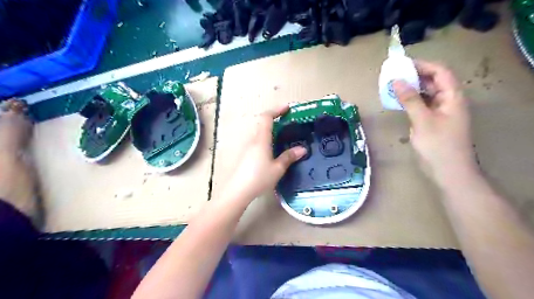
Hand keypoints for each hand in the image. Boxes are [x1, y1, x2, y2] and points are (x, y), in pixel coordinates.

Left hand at [223, 104, 306, 200]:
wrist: (238, 190)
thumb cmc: (259, 178)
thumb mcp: (277, 168)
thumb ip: (289, 157)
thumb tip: (302, 149)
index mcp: (261, 139)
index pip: (266, 117)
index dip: (276, 110)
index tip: (287, 108)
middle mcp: (253, 140)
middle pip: (262, 123)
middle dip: (275, 119)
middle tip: (288, 123)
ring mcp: (247, 147)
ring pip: (259, 133)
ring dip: (271, 130)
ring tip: (283, 136)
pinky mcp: (245, 155)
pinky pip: (257, 141)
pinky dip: (266, 139)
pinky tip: (273, 150)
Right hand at [391, 60, 479, 186]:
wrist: (448, 172)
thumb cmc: (438, 146)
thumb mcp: (423, 121)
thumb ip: (410, 100)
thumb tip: (397, 80)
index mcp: (452, 97)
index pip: (440, 72)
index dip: (423, 65)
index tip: (402, 65)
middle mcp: (448, 101)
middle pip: (433, 81)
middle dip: (414, 76)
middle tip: (393, 75)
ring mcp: (440, 112)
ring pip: (426, 93)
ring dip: (411, 88)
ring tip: (392, 86)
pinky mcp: (432, 121)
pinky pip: (421, 105)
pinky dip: (410, 101)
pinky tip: (398, 102)